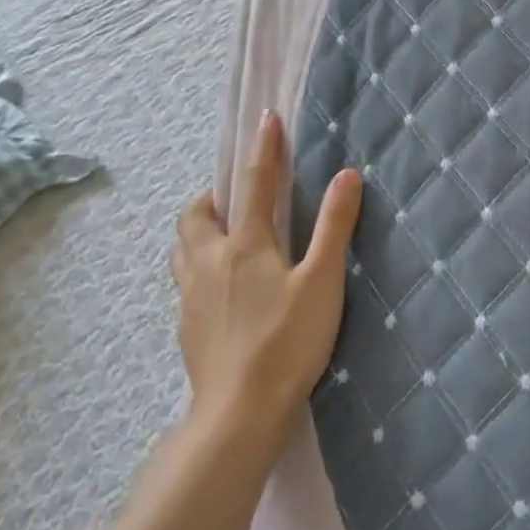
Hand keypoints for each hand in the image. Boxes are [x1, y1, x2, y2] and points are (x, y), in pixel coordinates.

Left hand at [171, 111, 361, 461]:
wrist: (240, 411)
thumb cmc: (288, 341)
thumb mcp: (322, 280)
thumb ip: (334, 226)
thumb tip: (347, 175)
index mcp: (243, 245)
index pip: (254, 183)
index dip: (263, 148)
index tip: (266, 118)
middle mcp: (208, 261)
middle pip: (195, 215)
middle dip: (214, 195)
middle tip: (238, 196)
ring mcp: (191, 295)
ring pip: (183, 246)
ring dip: (200, 229)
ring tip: (227, 235)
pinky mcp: (187, 325)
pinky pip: (187, 278)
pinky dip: (201, 264)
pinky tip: (225, 285)